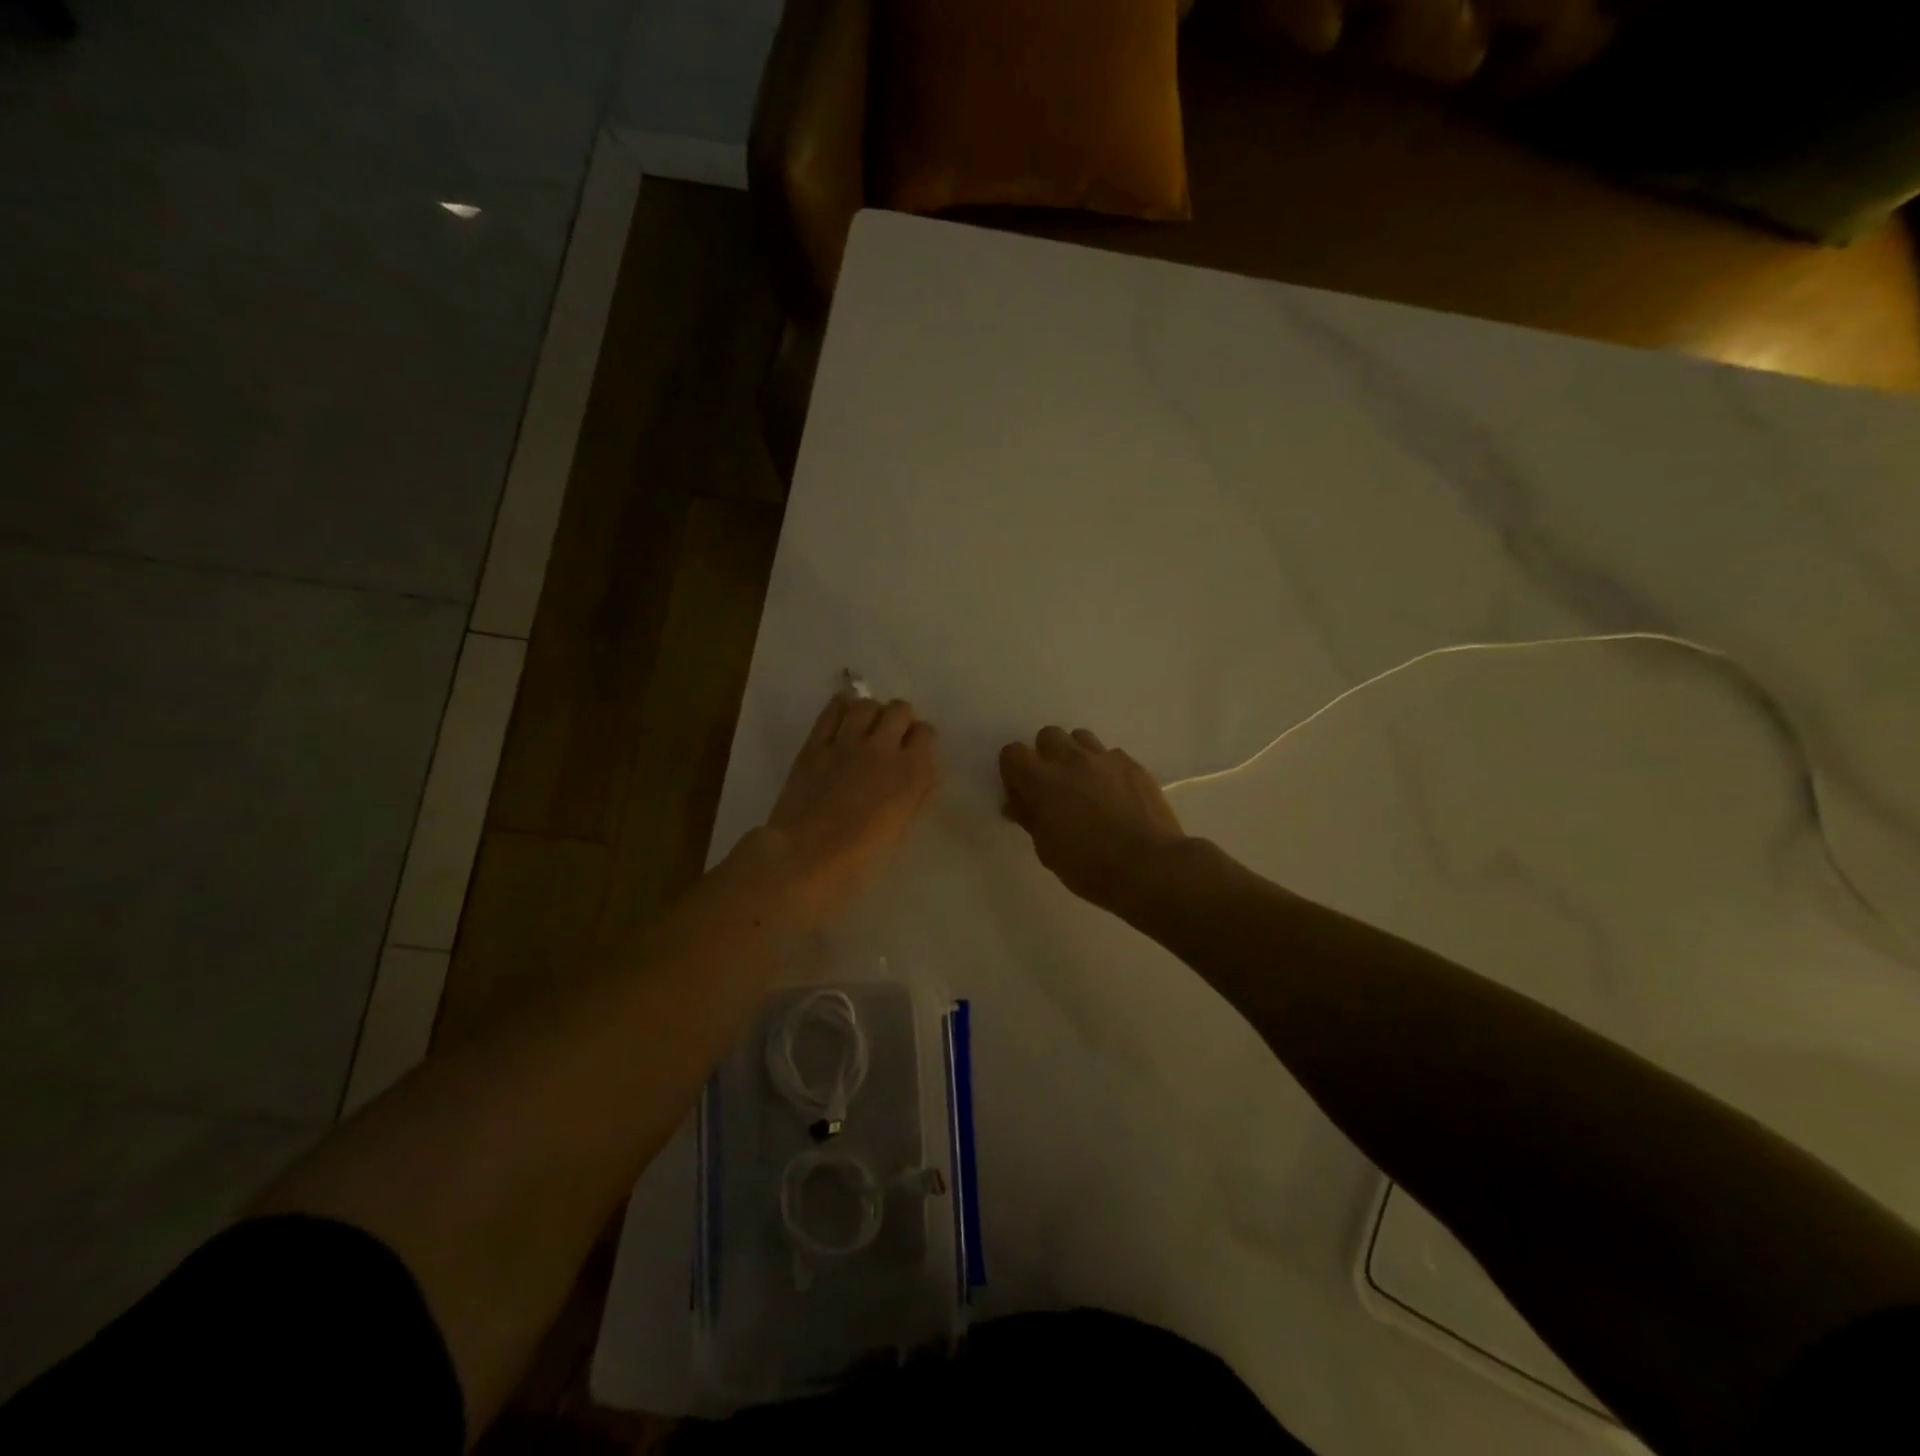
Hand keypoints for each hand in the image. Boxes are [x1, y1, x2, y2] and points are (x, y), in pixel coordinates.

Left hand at [760, 692, 939, 922]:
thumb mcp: (902, 825)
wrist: (808, 855)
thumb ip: (914, 793)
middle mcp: (884, 748)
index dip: (920, 739)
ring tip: (866, 726)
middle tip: (892, 736)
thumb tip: (918, 773)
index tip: (914, 750)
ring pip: (867, 705)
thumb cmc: (863, 855)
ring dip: (871, 712)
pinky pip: (832, 711)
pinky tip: (843, 713)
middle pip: (900, 709)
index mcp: (911, 772)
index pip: (926, 733)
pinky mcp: (816, 744)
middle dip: (900, 719)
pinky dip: (841, 707)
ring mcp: (847, 742)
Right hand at [1000, 726, 1187, 910]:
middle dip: (1045, 755)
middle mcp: (1071, 760)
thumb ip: (1030, 818)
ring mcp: (1105, 759)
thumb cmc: (1089, 866)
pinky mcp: (1133, 765)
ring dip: (1076, 756)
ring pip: (1081, 738)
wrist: (1149, 867)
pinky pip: (1111, 755)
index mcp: (1042, 781)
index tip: (1022, 792)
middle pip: (1048, 735)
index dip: (1014, 770)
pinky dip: (1106, 769)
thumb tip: (1018, 804)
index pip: (1013, 753)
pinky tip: (1115, 793)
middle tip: (1054, 786)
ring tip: (1085, 784)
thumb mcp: (1047, 850)